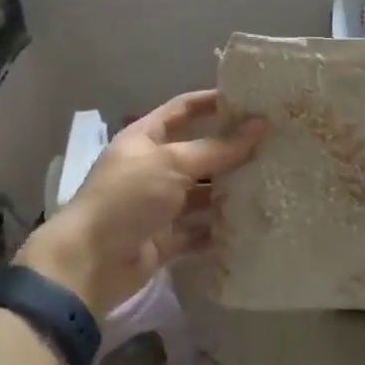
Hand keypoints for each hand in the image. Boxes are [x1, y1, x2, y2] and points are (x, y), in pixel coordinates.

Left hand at [18, 90, 265, 315]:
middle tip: (274, 148)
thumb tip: (260, 125)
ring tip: (272, 186)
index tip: (249, 101)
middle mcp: (151, 168)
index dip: (211, 102)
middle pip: (197, 154)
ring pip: (202, 195)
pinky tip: (252, 227)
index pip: (181, 110)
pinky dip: (220, 231)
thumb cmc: (128, 198)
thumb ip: (217, 148)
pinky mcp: (165, 240)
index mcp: (144, 139)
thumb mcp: (172, 163)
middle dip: (230, 153)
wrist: (90, 262)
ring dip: (230, 193)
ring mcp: (158, 206)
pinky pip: (199, 232)